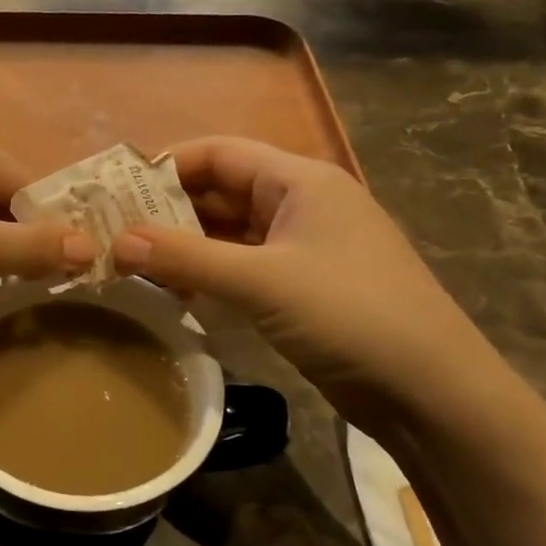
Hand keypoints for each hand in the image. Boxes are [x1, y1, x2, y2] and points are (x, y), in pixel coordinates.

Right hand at [110, 137, 503, 427]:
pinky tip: (173, 291)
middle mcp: (300, 204)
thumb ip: (186, 257)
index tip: (115, 190)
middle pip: (221, 191)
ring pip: (228, 232)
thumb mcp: (262, 281)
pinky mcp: (300, 288)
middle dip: (168, 209)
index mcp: (300, 181)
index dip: (166, 165)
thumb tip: (116, 240)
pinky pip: (241, 266)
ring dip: (184, 244)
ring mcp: (302, 248)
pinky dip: (206, 273)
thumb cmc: (351, 315)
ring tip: (130, 262)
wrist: (433, 393)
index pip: (220, 152)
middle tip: (112, 231)